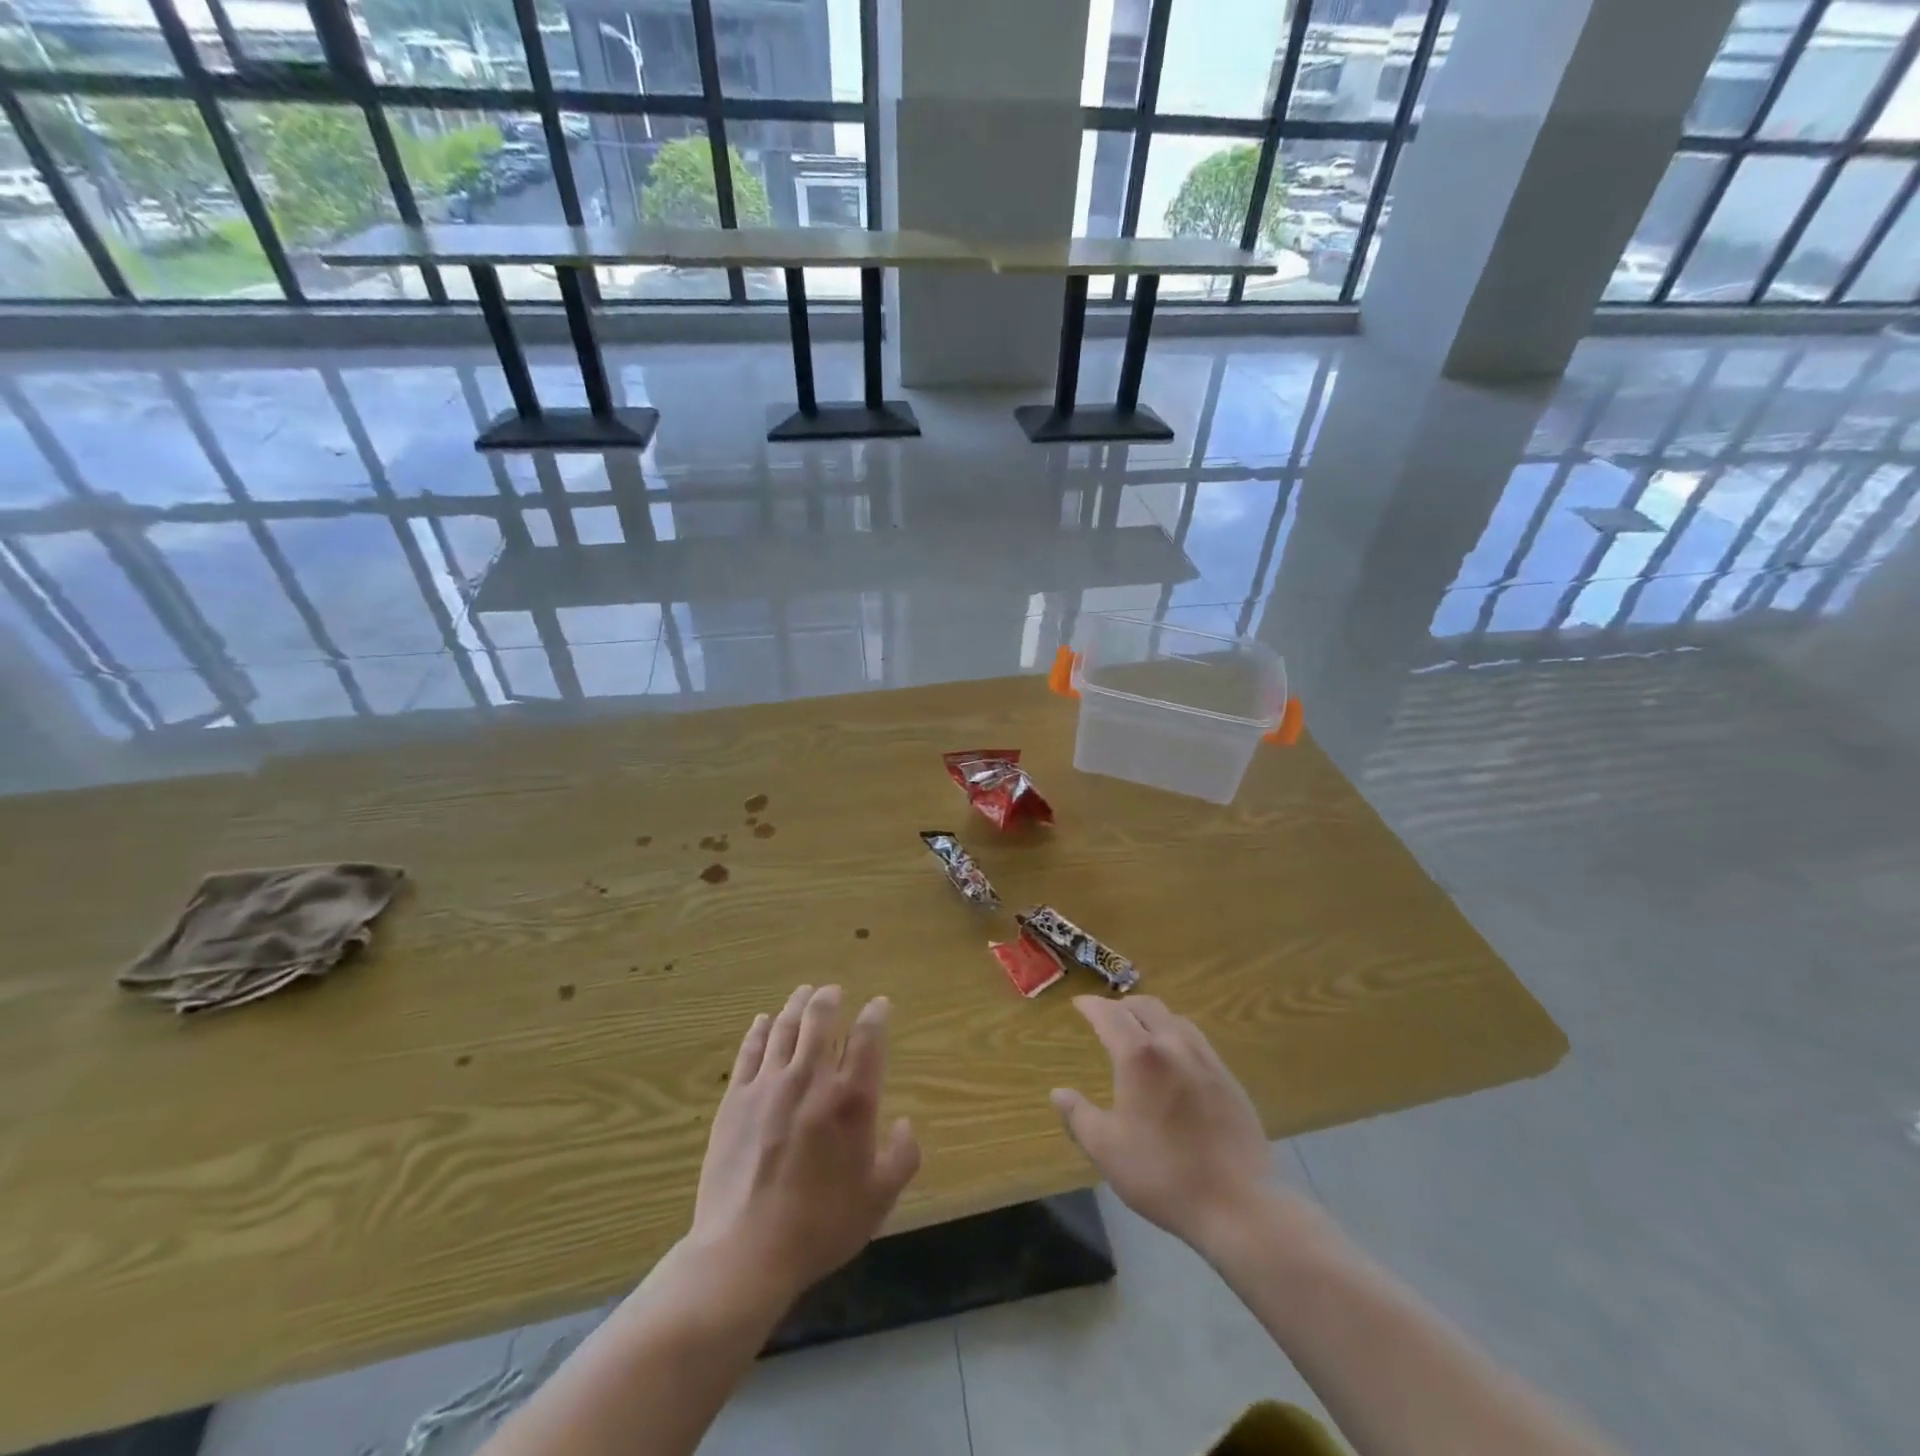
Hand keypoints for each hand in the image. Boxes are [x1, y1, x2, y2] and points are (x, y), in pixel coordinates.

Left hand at [690, 985, 920, 1303]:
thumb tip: (904, 1124)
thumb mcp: (878, 1199)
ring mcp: (769, 1085)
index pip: (868, 1037)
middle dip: (830, 998)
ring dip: (797, 1004)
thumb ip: (902, 1157)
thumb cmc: (820, 1225)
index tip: (880, 1004)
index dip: (876, 1014)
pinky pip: (750, 1051)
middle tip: (833, 991)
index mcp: (851, 1098)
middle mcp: (811, 1078)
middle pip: (820, 1019)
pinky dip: (760, 1030)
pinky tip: (764, 1021)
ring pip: (785, 1027)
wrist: (745, 1251)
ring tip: (804, 993)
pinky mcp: (736, 1099)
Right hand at [1051, 995, 1278, 1257]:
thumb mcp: (1107, 1150)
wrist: (1238, 1204)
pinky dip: (1175, 1035)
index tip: (1078, 1004)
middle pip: (1145, 1006)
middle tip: (1106, 1017)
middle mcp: (1173, 1045)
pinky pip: (1196, 1039)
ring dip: (1151, 1016)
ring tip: (1139, 1032)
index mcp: (1139, 1056)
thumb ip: (1079, 1116)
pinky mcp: (1228, 1078)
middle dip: (1121, 1005)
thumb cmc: (1163, 1175)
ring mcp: (1206, 1059)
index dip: (1091, 1005)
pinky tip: (1174, 1060)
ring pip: (1174, 1018)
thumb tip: (1059, 1093)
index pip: (1109, 1014)